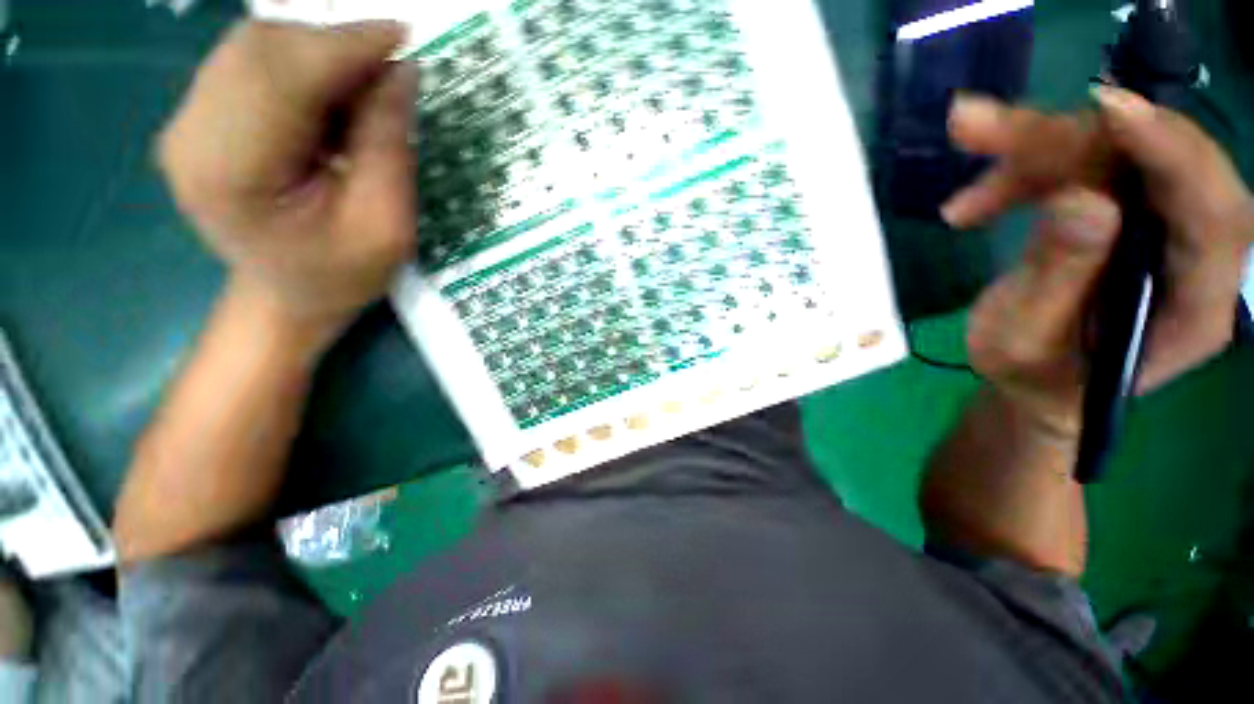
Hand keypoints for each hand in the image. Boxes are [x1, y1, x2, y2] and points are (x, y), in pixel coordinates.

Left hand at [159, 21, 416, 333]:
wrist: (288, 298)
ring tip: (363, 93)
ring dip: (318, 55)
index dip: (345, 45)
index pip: (281, 75)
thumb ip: (387, 148)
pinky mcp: (201, 118)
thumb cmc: (342, 276)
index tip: (402, 36)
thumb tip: (399, 72)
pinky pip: (251, 64)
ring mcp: (188, 122)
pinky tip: (331, 99)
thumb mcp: (386, 226)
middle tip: (389, 72)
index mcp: (228, 172)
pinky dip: (300, 67)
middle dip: (333, 46)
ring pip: (255, 48)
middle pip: (260, 49)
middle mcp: (190, 135)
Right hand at [944, 88, 1252, 437]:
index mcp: (1193, 305)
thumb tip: (1082, 200)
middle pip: (1152, 163)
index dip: (1173, 154)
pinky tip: (972, 205)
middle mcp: (1190, 251)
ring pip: (1108, 154)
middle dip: (1067, 139)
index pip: (1215, 213)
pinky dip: (1020, 174)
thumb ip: (1056, 281)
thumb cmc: (1034, 376)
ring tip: (961, 158)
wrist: (1038, 380)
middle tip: (980, 130)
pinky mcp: (1122, 211)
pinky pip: (1079, 168)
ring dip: (1029, 152)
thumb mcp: (1025, 343)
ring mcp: (1155, 225)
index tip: (1110, 111)